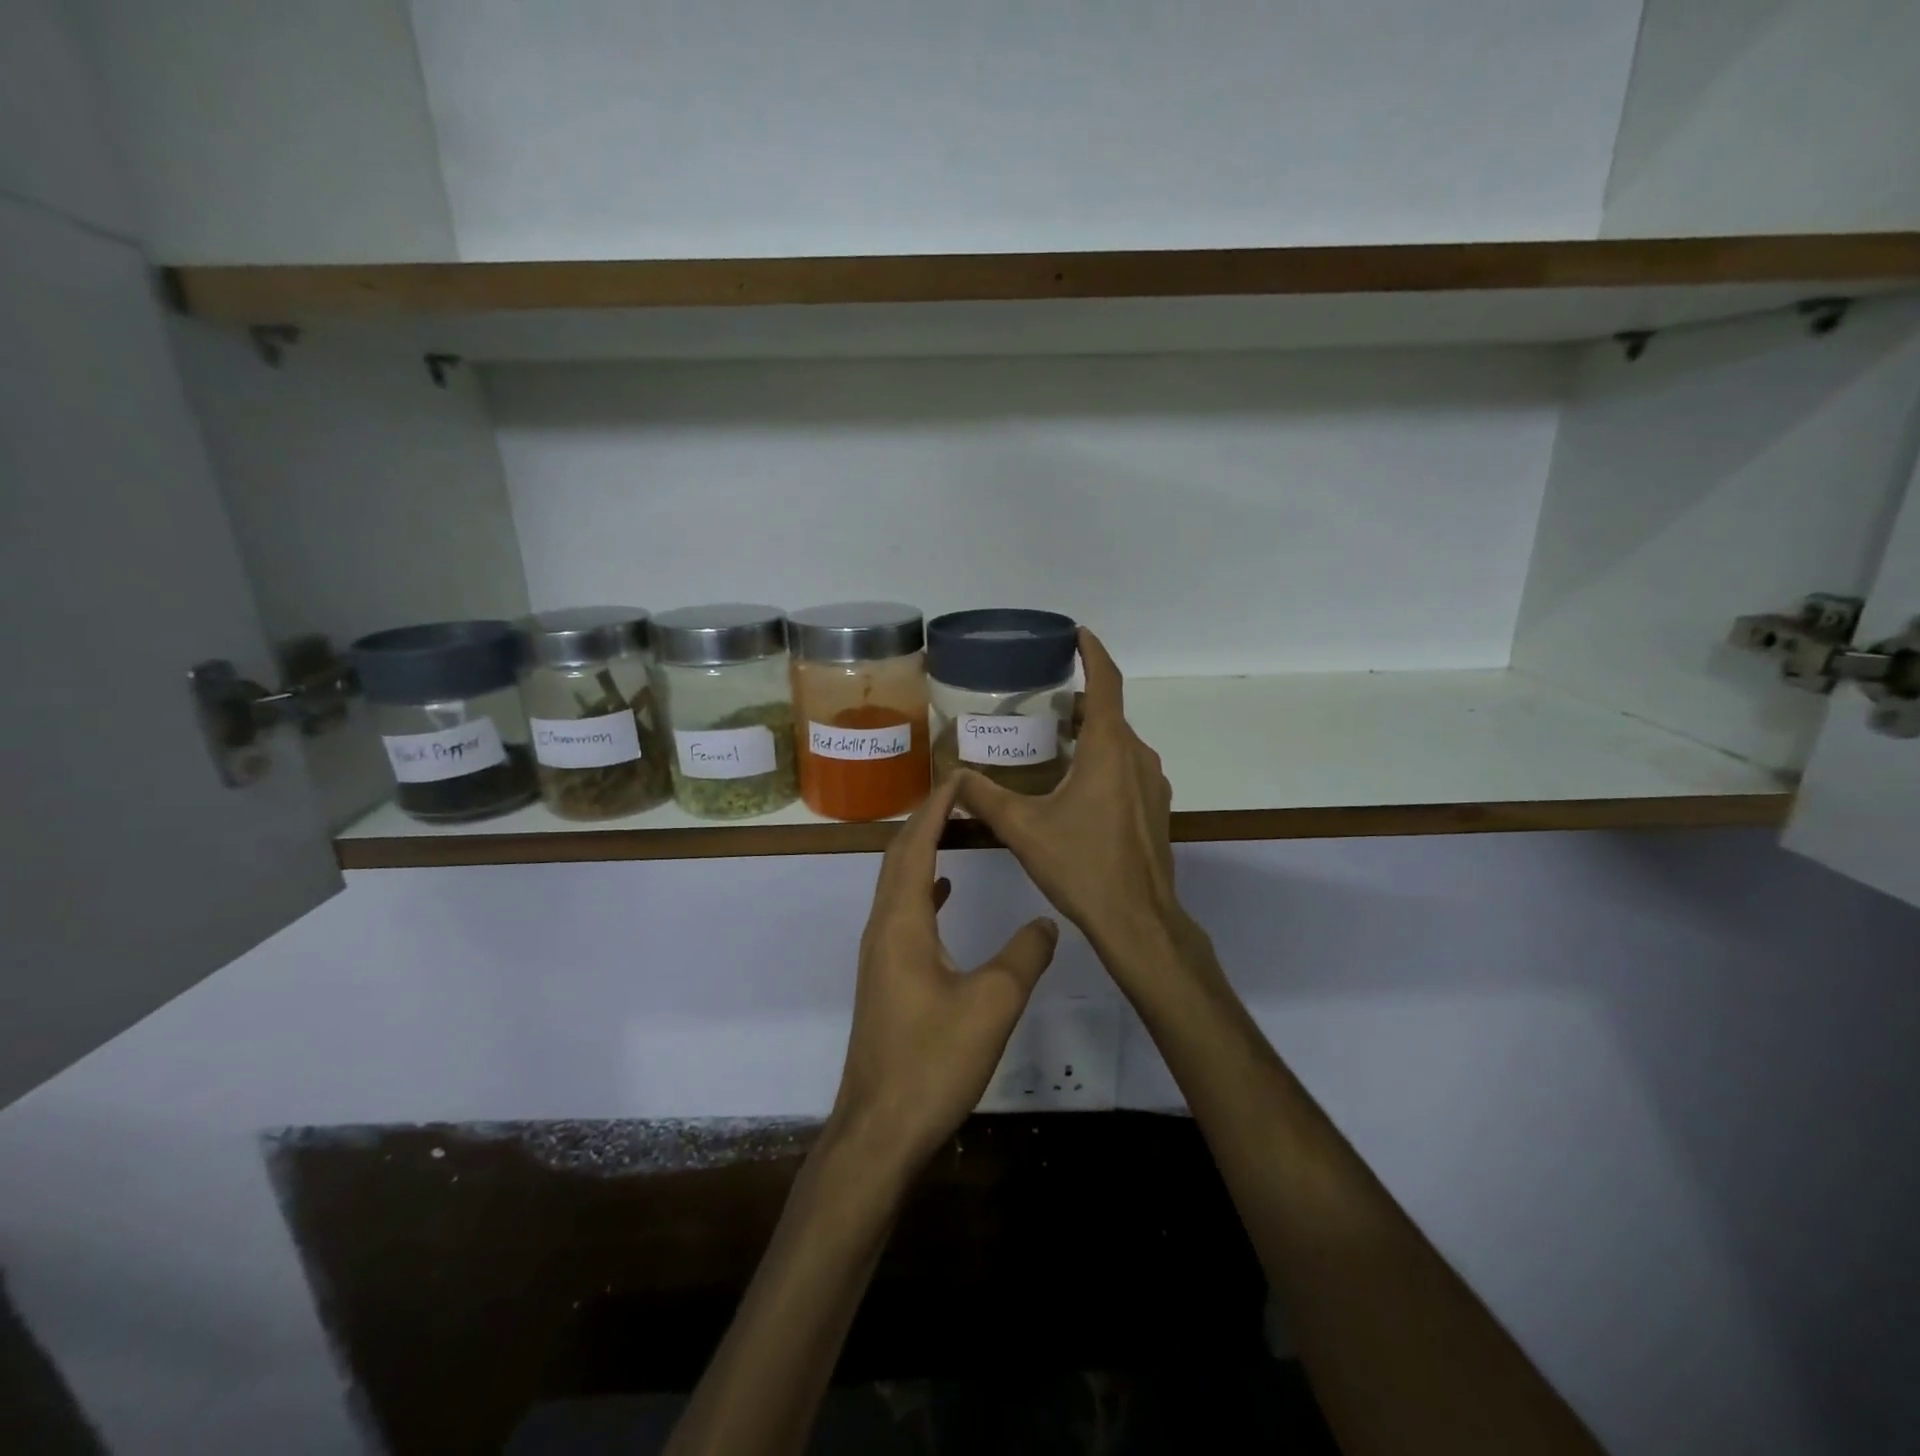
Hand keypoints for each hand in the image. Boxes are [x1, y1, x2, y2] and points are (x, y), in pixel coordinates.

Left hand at [828, 774, 1059, 1170]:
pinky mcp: (886, 977)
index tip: (958, 777)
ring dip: (922, 851)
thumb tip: (1046, 921)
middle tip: (959, 794)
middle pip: (899, 858)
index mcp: (901, 922)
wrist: (879, 1129)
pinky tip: (944, 893)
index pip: (915, 846)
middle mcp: (883, 928)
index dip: (935, 808)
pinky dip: (923, 889)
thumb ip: (1024, 955)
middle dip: (925, 820)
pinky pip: (903, 913)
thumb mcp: (993, 1004)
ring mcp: (880, 954)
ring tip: (954, 828)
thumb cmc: (932, 1062)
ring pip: (898, 885)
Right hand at [954, 629, 1184, 985]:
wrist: (1137, 919)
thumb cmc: (1082, 865)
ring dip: (1090, 734)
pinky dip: (1103, 761)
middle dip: (1079, 702)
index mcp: (1108, 750)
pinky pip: (1127, 768)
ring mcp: (1152, 784)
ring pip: (1119, 743)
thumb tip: (953, 778)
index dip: (1093, 653)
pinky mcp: (1155, 808)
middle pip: (1109, 714)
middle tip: (1041, 703)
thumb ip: (985, 798)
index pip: (1106, 683)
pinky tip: (1075, 787)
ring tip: (1052, 743)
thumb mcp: (1023, 829)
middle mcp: (1137, 757)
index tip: (1077, 634)